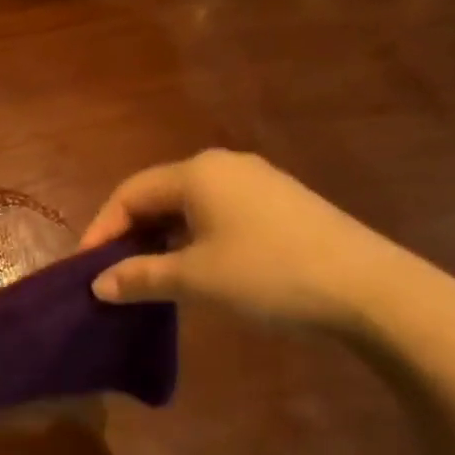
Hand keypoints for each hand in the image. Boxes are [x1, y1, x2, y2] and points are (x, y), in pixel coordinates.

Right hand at [79, 150, 424, 332]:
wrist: (368, 288)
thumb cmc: (267, 274)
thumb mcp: (194, 279)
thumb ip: (139, 277)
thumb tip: (98, 285)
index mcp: (196, 172)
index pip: (129, 194)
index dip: (101, 231)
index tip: (87, 270)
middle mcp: (223, 165)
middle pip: (157, 195)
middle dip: (130, 234)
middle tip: (114, 274)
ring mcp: (256, 181)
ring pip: (188, 206)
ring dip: (161, 239)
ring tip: (149, 276)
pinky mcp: (279, 202)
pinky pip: (217, 213)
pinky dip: (193, 238)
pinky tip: (195, 268)